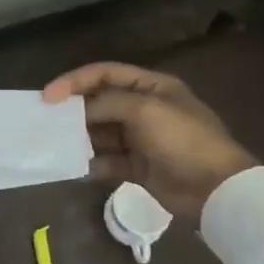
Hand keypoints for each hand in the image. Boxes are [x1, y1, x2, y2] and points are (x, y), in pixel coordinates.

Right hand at [42, 62, 255, 218]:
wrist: (216, 190)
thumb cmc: (183, 140)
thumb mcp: (144, 111)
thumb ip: (106, 103)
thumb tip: (76, 110)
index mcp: (152, 86)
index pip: (105, 74)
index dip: (74, 81)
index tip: (48, 97)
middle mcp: (144, 108)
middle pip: (100, 102)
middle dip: (74, 110)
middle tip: (47, 121)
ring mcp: (142, 139)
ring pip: (101, 132)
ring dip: (80, 137)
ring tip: (57, 144)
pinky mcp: (139, 167)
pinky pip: (108, 160)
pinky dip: (92, 163)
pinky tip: (77, 167)